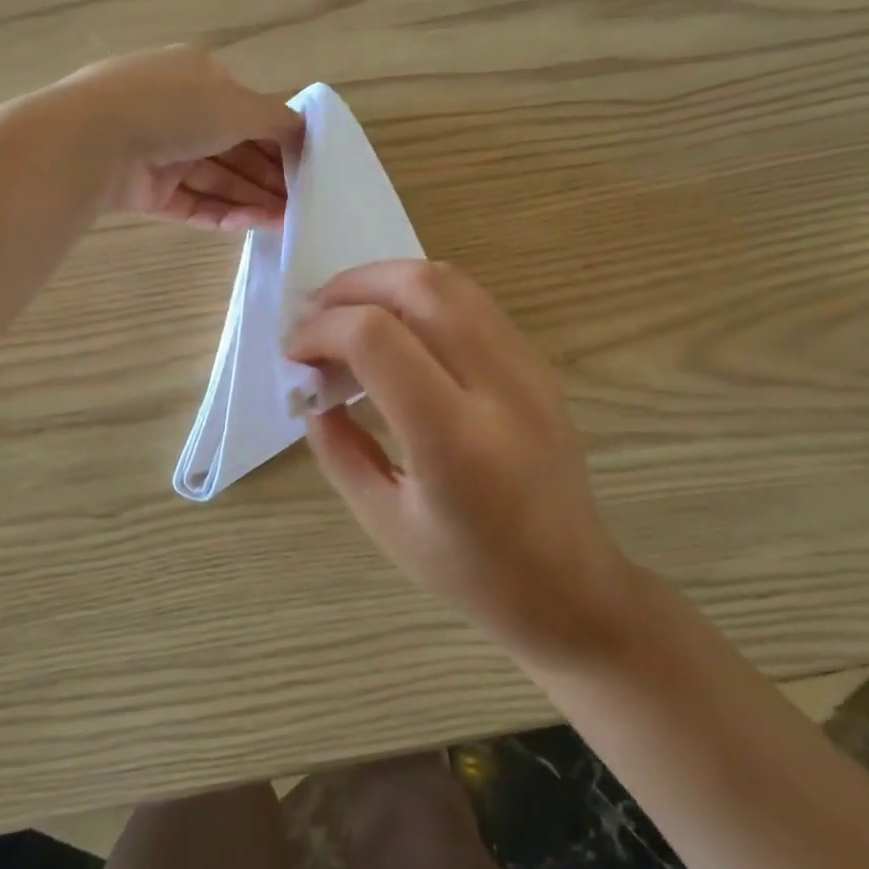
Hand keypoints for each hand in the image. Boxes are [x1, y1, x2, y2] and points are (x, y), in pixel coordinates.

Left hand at [61, 48, 304, 229]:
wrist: (96, 138)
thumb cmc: (177, 107)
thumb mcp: (240, 105)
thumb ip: (279, 120)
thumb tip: (306, 131)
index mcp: (197, 77)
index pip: (247, 112)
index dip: (278, 141)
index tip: (305, 168)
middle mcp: (177, 111)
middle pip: (233, 150)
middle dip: (267, 177)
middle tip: (301, 204)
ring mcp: (158, 151)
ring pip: (214, 179)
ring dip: (250, 198)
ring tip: (286, 222)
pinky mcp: (144, 189)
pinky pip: (190, 202)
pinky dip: (220, 213)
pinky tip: (250, 225)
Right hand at [285, 260, 633, 662]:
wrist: (573, 586)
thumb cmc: (473, 572)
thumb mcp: (384, 522)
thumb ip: (338, 448)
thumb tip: (312, 390)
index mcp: (454, 440)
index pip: (376, 338)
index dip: (322, 330)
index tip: (295, 354)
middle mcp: (498, 387)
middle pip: (420, 286)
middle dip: (352, 285)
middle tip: (314, 316)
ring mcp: (528, 368)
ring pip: (451, 281)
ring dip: (387, 282)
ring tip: (349, 314)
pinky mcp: (538, 363)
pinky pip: (472, 302)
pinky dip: (420, 298)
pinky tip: (397, 331)